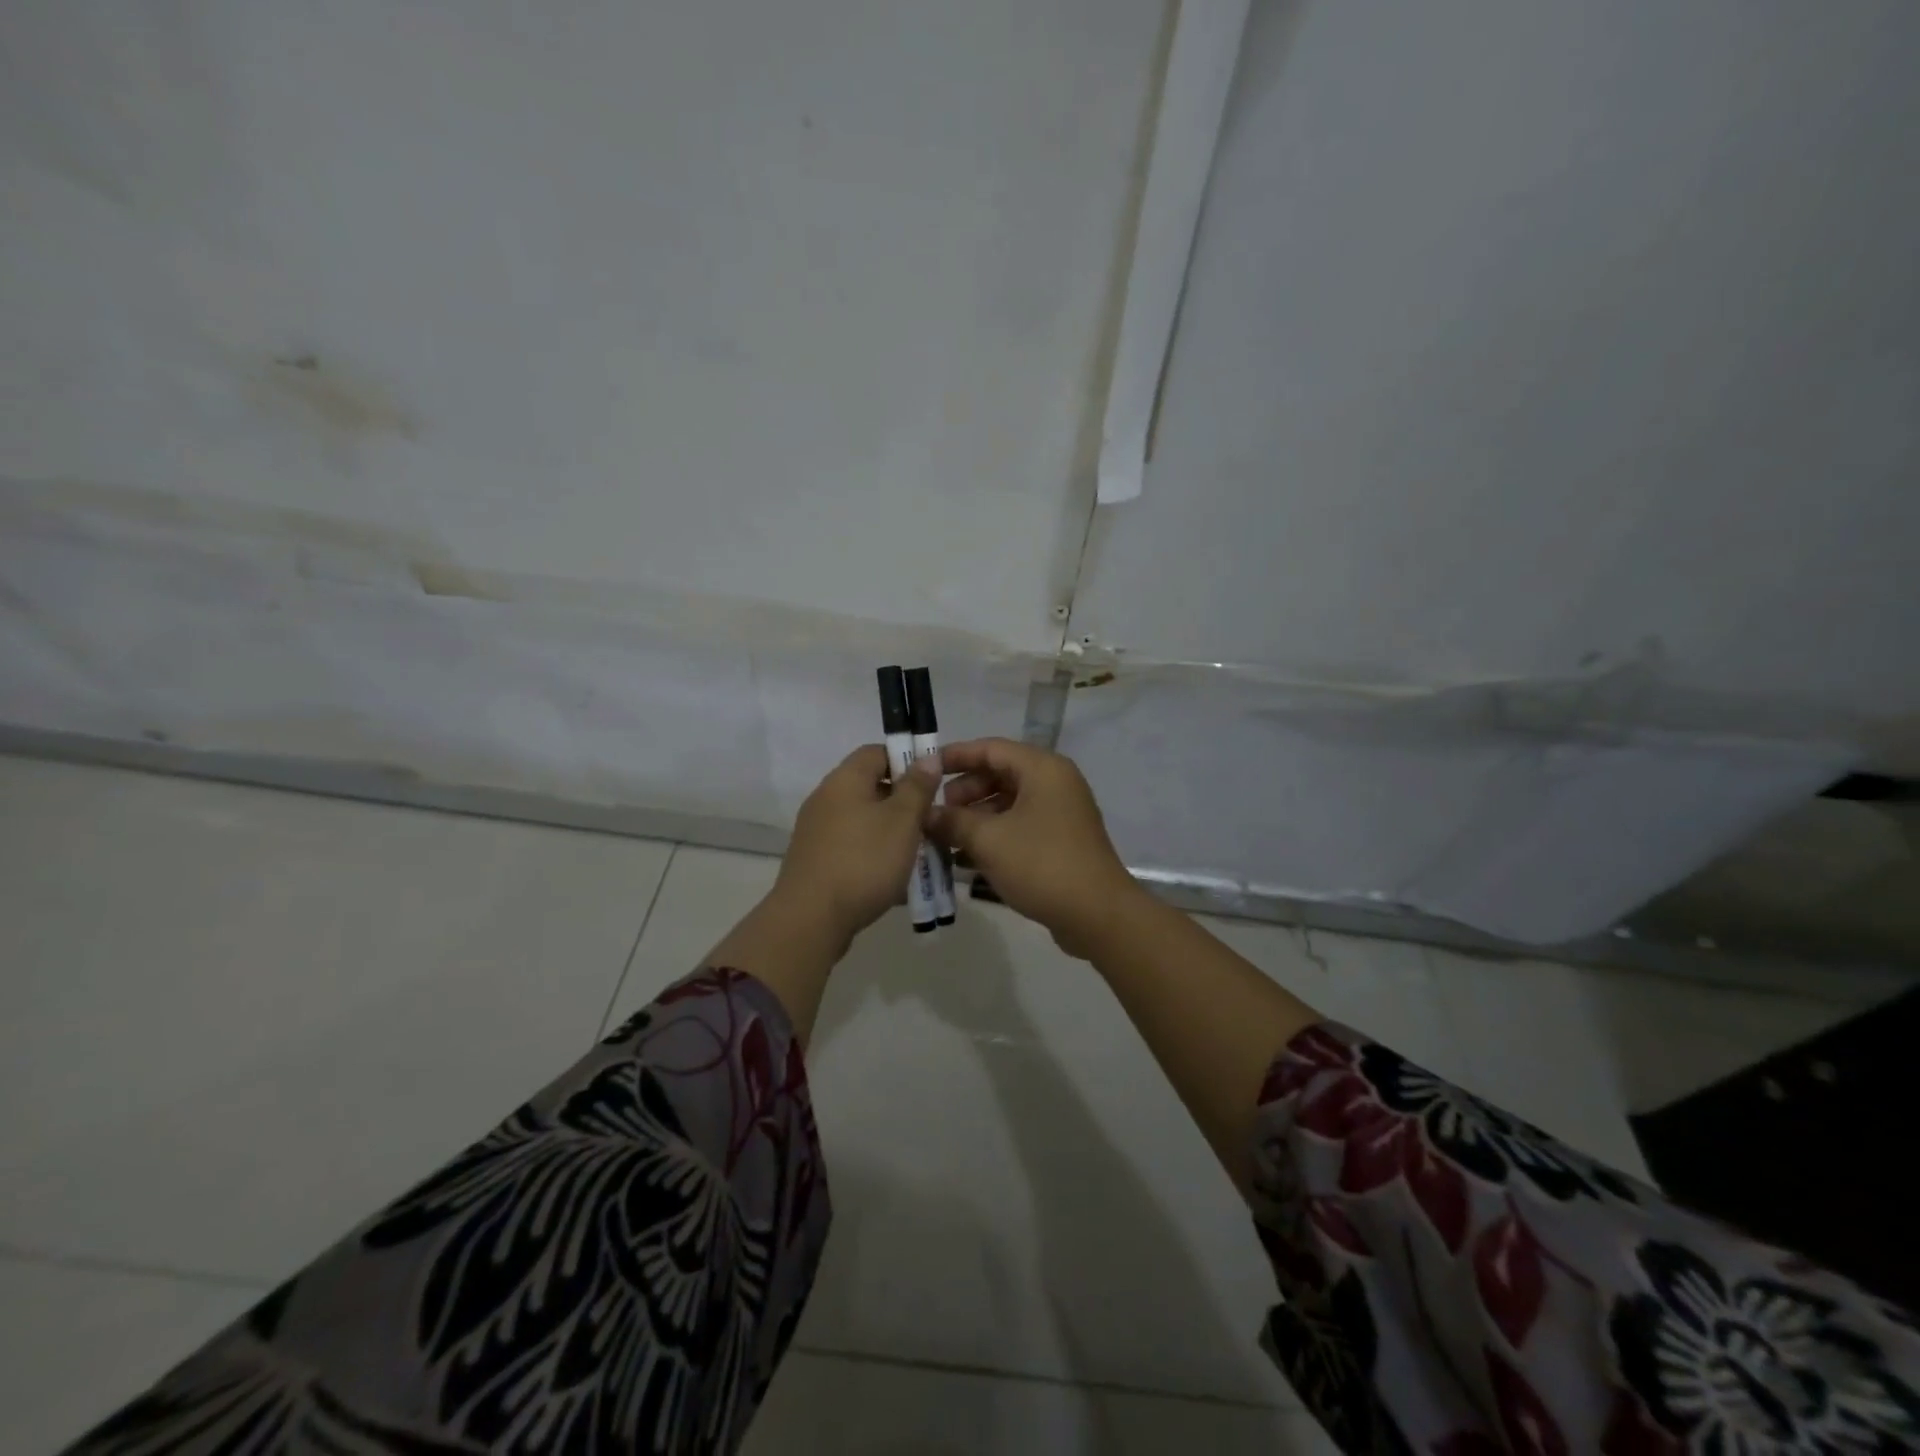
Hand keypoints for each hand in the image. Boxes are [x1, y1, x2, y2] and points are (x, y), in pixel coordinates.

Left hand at [773, 744, 942, 944]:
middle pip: (869, 786)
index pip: (876, 752)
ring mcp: (816, 830)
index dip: (906, 760)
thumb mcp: (902, 821)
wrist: (811, 919)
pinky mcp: (815, 860)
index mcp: (844, 780)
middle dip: (902, 800)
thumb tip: (928, 757)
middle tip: (929, 820)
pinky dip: (873, 853)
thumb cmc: (864, 861)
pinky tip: (892, 876)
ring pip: (862, 819)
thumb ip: (917, 787)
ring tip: (917, 851)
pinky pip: (851, 845)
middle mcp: (825, 798)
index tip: (931, 783)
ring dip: (890, 830)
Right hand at [925, 738, 1147, 956]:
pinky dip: (994, 834)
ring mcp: (1060, 812)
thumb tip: (925, 814)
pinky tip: (967, 857)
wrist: (1097, 914)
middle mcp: (1054, 782)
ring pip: (1009, 802)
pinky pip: (1020, 825)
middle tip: (936, 812)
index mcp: (1042, 769)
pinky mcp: (1061, 839)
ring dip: (976, 816)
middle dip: (964, 791)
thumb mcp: (989, 840)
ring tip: (946, 837)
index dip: (955, 756)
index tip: (925, 769)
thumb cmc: (1041, 864)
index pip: (991, 748)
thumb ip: (953, 821)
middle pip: (1000, 774)